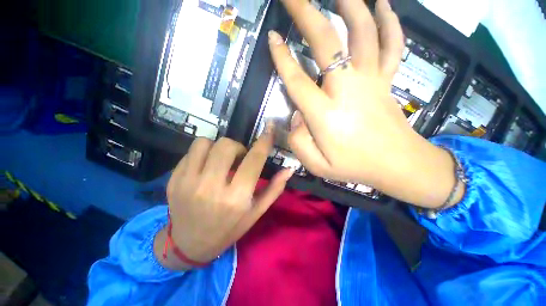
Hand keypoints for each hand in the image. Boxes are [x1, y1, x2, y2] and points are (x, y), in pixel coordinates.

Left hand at [161, 126, 293, 266]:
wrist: (189, 245)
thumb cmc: (229, 229)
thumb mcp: (256, 212)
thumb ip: (274, 189)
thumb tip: (289, 169)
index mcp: (236, 198)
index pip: (253, 161)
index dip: (263, 142)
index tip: (268, 131)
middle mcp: (211, 188)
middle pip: (226, 146)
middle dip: (238, 147)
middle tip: (239, 159)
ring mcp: (188, 183)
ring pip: (205, 143)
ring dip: (218, 147)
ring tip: (221, 160)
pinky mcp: (174, 180)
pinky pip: (191, 152)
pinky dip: (203, 153)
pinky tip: (206, 166)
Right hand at [269, 0, 460, 206]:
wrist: (398, 165)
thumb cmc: (354, 167)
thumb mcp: (316, 166)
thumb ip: (298, 142)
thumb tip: (296, 117)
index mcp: (325, 115)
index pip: (297, 81)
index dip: (282, 58)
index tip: (273, 38)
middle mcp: (347, 90)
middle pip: (327, 43)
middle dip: (306, 14)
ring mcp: (371, 81)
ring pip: (363, 32)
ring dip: (349, 4)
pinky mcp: (387, 80)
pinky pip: (392, 43)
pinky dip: (389, 20)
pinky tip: (382, 4)